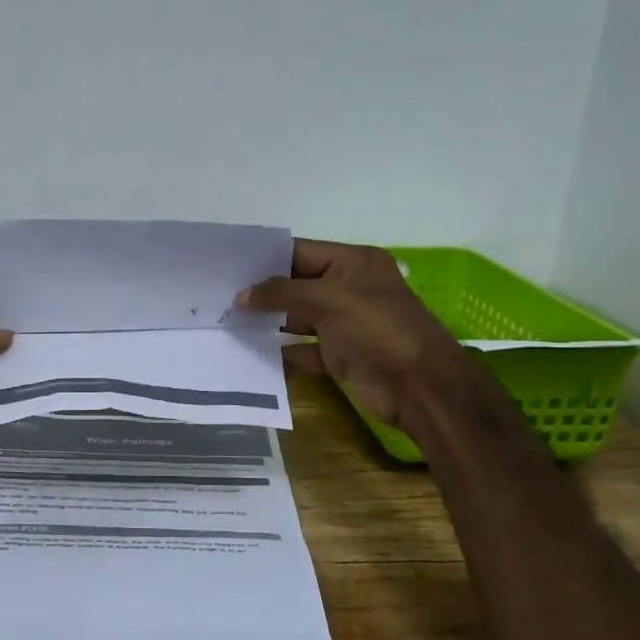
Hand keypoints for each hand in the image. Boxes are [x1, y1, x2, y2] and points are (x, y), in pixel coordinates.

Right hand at [238, 240, 482, 430]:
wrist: (420, 387)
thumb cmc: (379, 330)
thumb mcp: (331, 300)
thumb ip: (283, 293)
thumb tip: (241, 296)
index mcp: (353, 264)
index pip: (301, 252)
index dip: (266, 258)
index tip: (229, 265)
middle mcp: (348, 290)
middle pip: (297, 286)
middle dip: (263, 292)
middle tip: (219, 295)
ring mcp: (343, 324)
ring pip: (297, 319)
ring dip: (268, 324)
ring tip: (227, 323)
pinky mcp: (339, 356)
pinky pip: (303, 352)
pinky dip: (282, 355)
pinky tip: (251, 356)